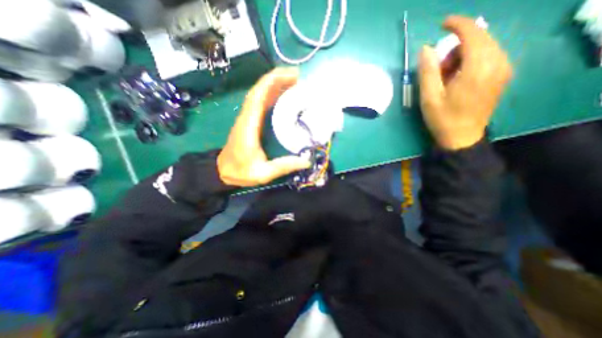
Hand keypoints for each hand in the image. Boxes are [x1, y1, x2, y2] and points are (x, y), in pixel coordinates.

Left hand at [218, 67, 310, 185]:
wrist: (223, 171)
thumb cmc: (240, 171)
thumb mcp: (262, 173)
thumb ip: (283, 166)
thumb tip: (307, 161)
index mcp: (248, 125)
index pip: (258, 96)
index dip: (273, 81)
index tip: (291, 75)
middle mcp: (247, 116)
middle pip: (260, 90)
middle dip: (278, 79)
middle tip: (299, 77)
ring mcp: (248, 117)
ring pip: (260, 94)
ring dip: (275, 84)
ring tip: (295, 82)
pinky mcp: (250, 120)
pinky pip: (261, 102)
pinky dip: (272, 95)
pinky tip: (284, 95)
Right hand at [420, 14, 511, 150]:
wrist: (461, 137)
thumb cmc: (442, 118)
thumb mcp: (429, 97)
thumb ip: (427, 71)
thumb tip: (426, 48)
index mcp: (478, 68)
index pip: (473, 33)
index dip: (457, 24)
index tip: (442, 24)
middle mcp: (497, 63)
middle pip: (480, 38)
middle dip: (456, 46)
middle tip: (439, 68)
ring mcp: (503, 69)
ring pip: (485, 46)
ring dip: (463, 54)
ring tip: (447, 76)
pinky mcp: (502, 76)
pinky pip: (489, 56)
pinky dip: (471, 60)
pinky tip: (459, 77)